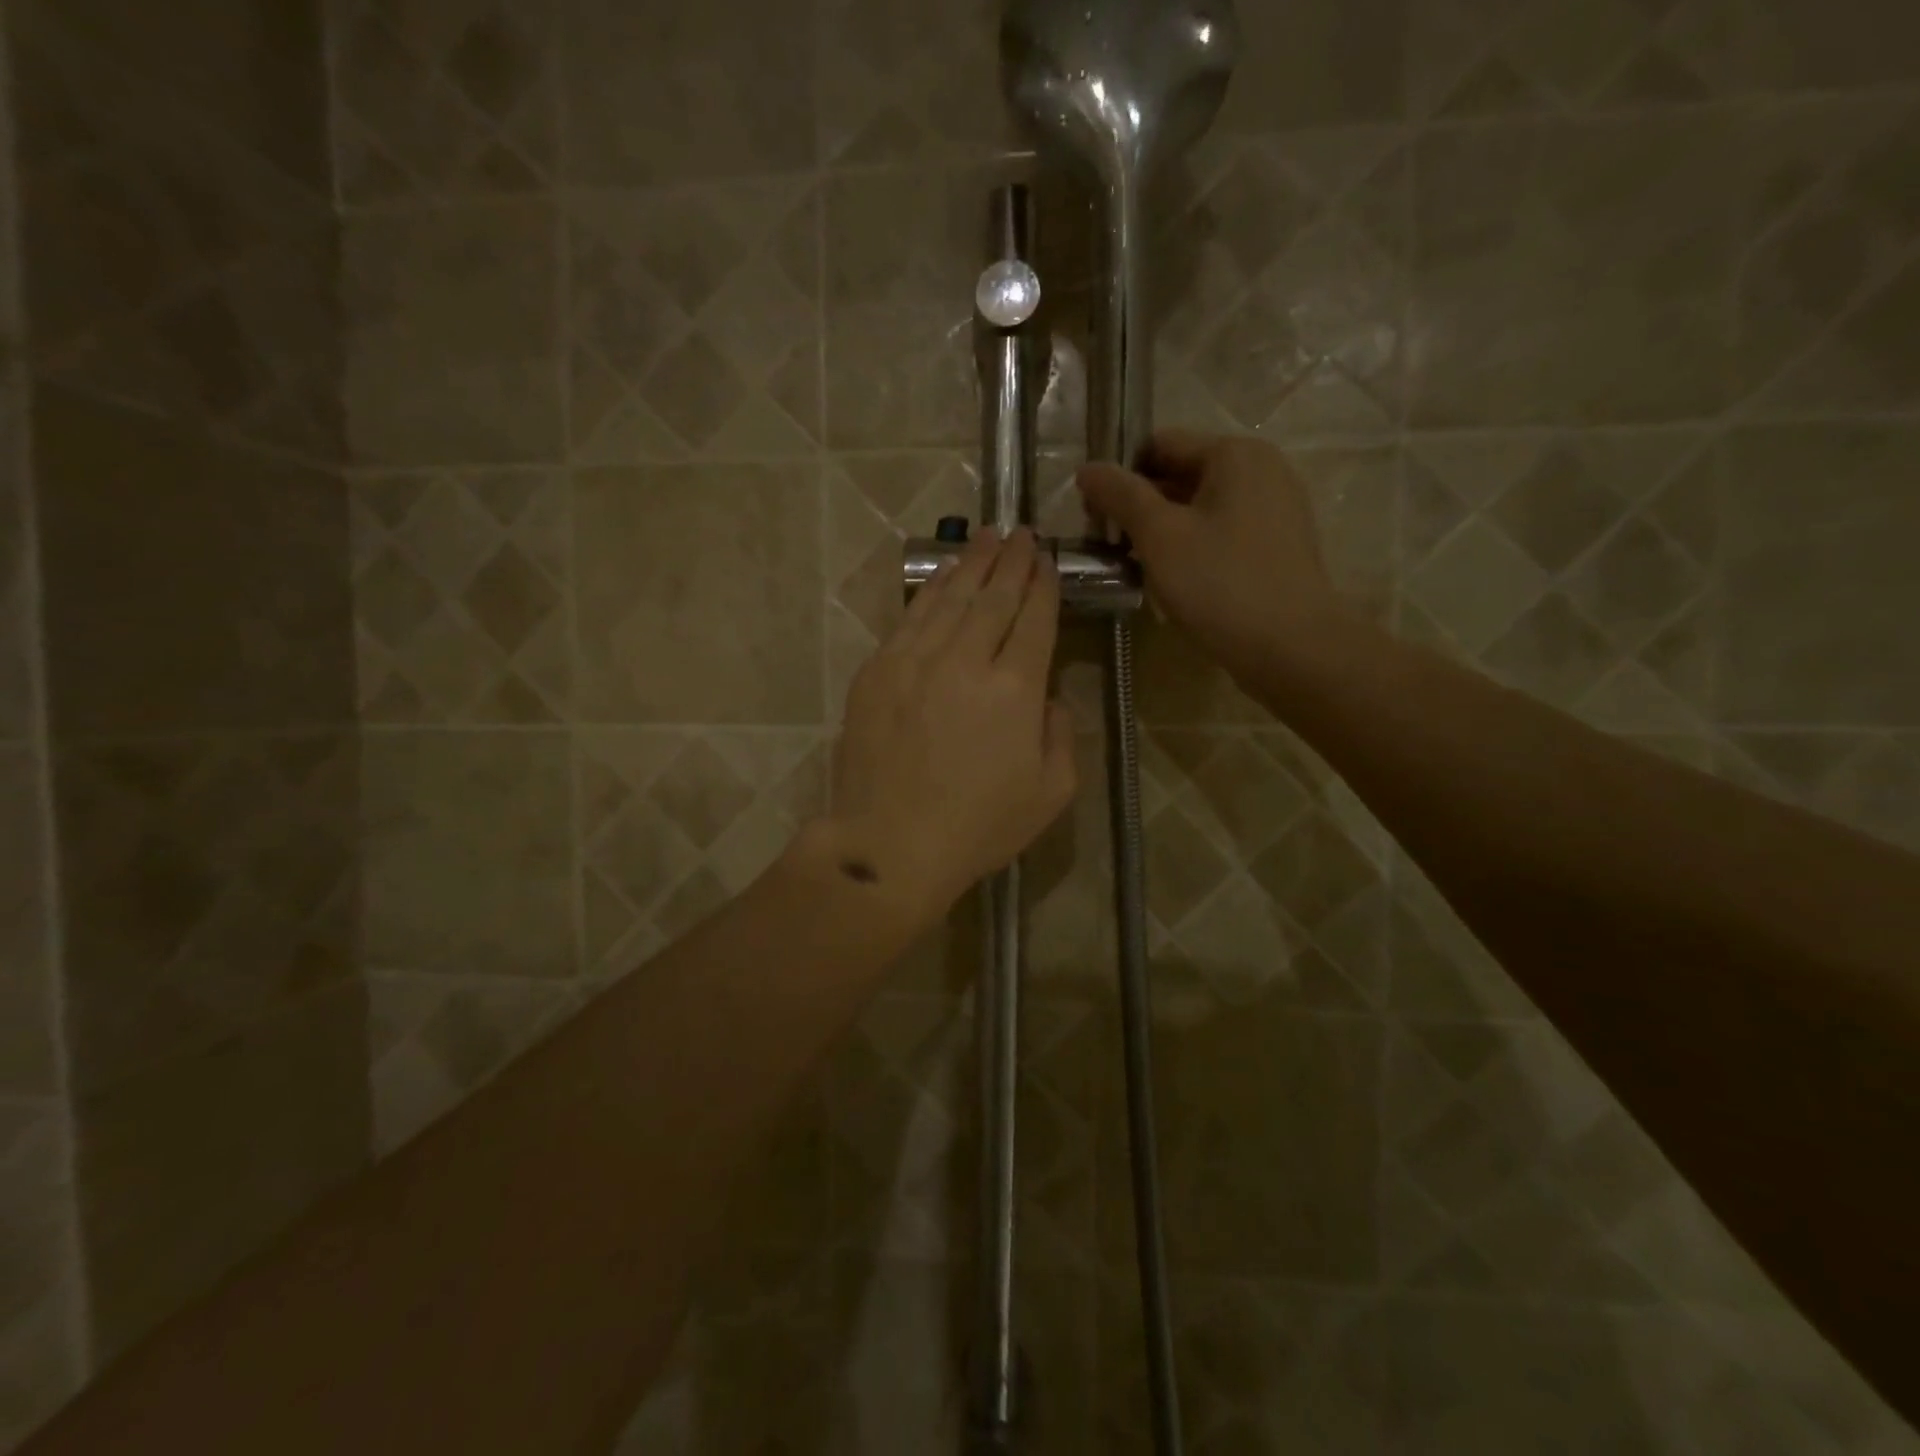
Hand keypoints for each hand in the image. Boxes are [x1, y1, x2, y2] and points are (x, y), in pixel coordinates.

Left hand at [824, 527, 1077, 928]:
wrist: (890, 845)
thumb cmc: (978, 827)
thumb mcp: (1050, 792)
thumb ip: (1061, 735)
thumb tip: (1048, 697)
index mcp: (1015, 689)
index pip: (1034, 619)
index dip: (1043, 585)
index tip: (1046, 560)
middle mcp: (966, 660)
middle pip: (993, 597)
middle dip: (1010, 561)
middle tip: (1020, 532)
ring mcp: (915, 661)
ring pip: (949, 598)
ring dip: (971, 564)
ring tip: (985, 537)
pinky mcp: (877, 672)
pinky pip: (909, 619)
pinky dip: (930, 592)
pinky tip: (942, 577)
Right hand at [1077, 431, 1351, 680]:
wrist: (1291, 648)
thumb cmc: (1219, 583)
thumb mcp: (1159, 536)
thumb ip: (1120, 496)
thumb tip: (1087, 468)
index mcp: (1235, 454)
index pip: (1159, 445)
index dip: (1120, 476)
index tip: (1094, 517)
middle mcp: (1262, 469)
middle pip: (1182, 475)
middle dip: (1141, 507)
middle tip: (1109, 546)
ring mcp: (1275, 508)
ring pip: (1201, 508)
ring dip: (1164, 532)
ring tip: (1137, 568)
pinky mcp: (1278, 545)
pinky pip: (1223, 533)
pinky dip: (1193, 548)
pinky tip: (1176, 582)